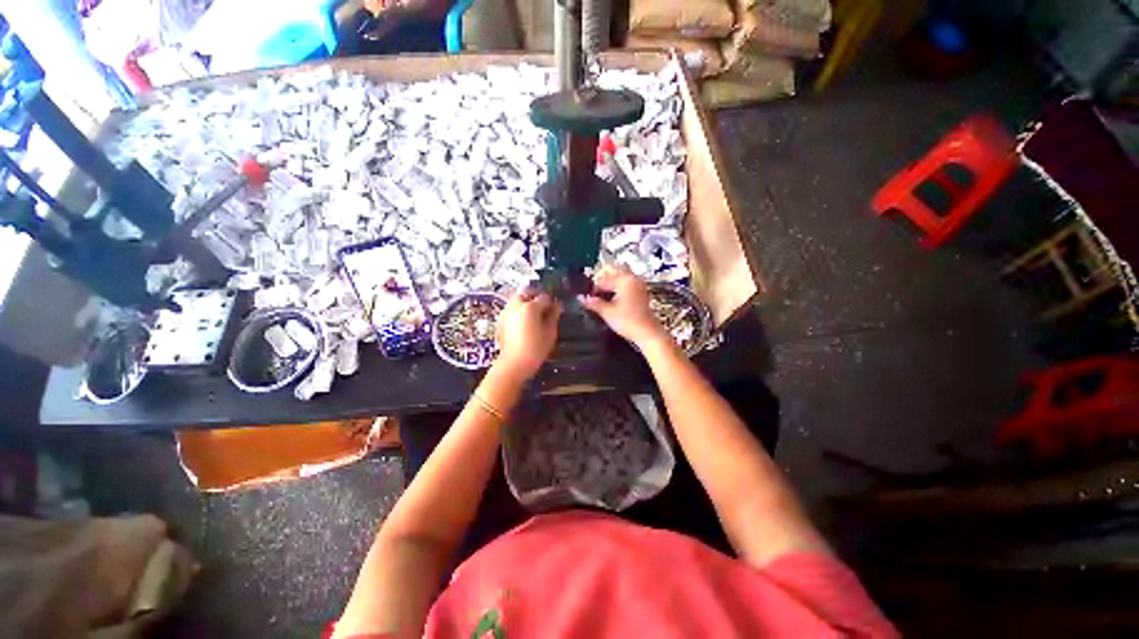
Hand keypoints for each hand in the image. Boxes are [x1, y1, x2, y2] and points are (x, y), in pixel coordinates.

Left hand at [494, 289, 561, 379]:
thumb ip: (553, 317)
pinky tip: (524, 322)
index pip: (544, 298)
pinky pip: (511, 309)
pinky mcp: (501, 321)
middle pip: (526, 293)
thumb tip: (556, 307)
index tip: (556, 309)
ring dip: (526, 302)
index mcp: (530, 307)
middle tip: (544, 306)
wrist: (514, 363)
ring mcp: (506, 312)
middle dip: (536, 297)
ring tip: (534, 314)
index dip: (552, 302)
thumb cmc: (535, 348)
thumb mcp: (550, 332)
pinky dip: (518, 311)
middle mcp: (516, 305)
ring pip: (517, 300)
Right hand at [579, 266, 665, 347]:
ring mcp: (639, 285)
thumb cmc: (627, 321)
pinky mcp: (642, 293)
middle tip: (593, 291)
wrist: (648, 333)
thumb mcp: (607, 312)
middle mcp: (633, 279)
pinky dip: (618, 288)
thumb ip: (594, 303)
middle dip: (603, 280)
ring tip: (601, 295)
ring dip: (611, 284)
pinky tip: (612, 298)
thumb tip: (581, 298)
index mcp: (624, 280)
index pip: (604, 279)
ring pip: (621, 278)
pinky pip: (627, 285)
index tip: (586, 295)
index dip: (594, 287)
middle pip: (614, 273)